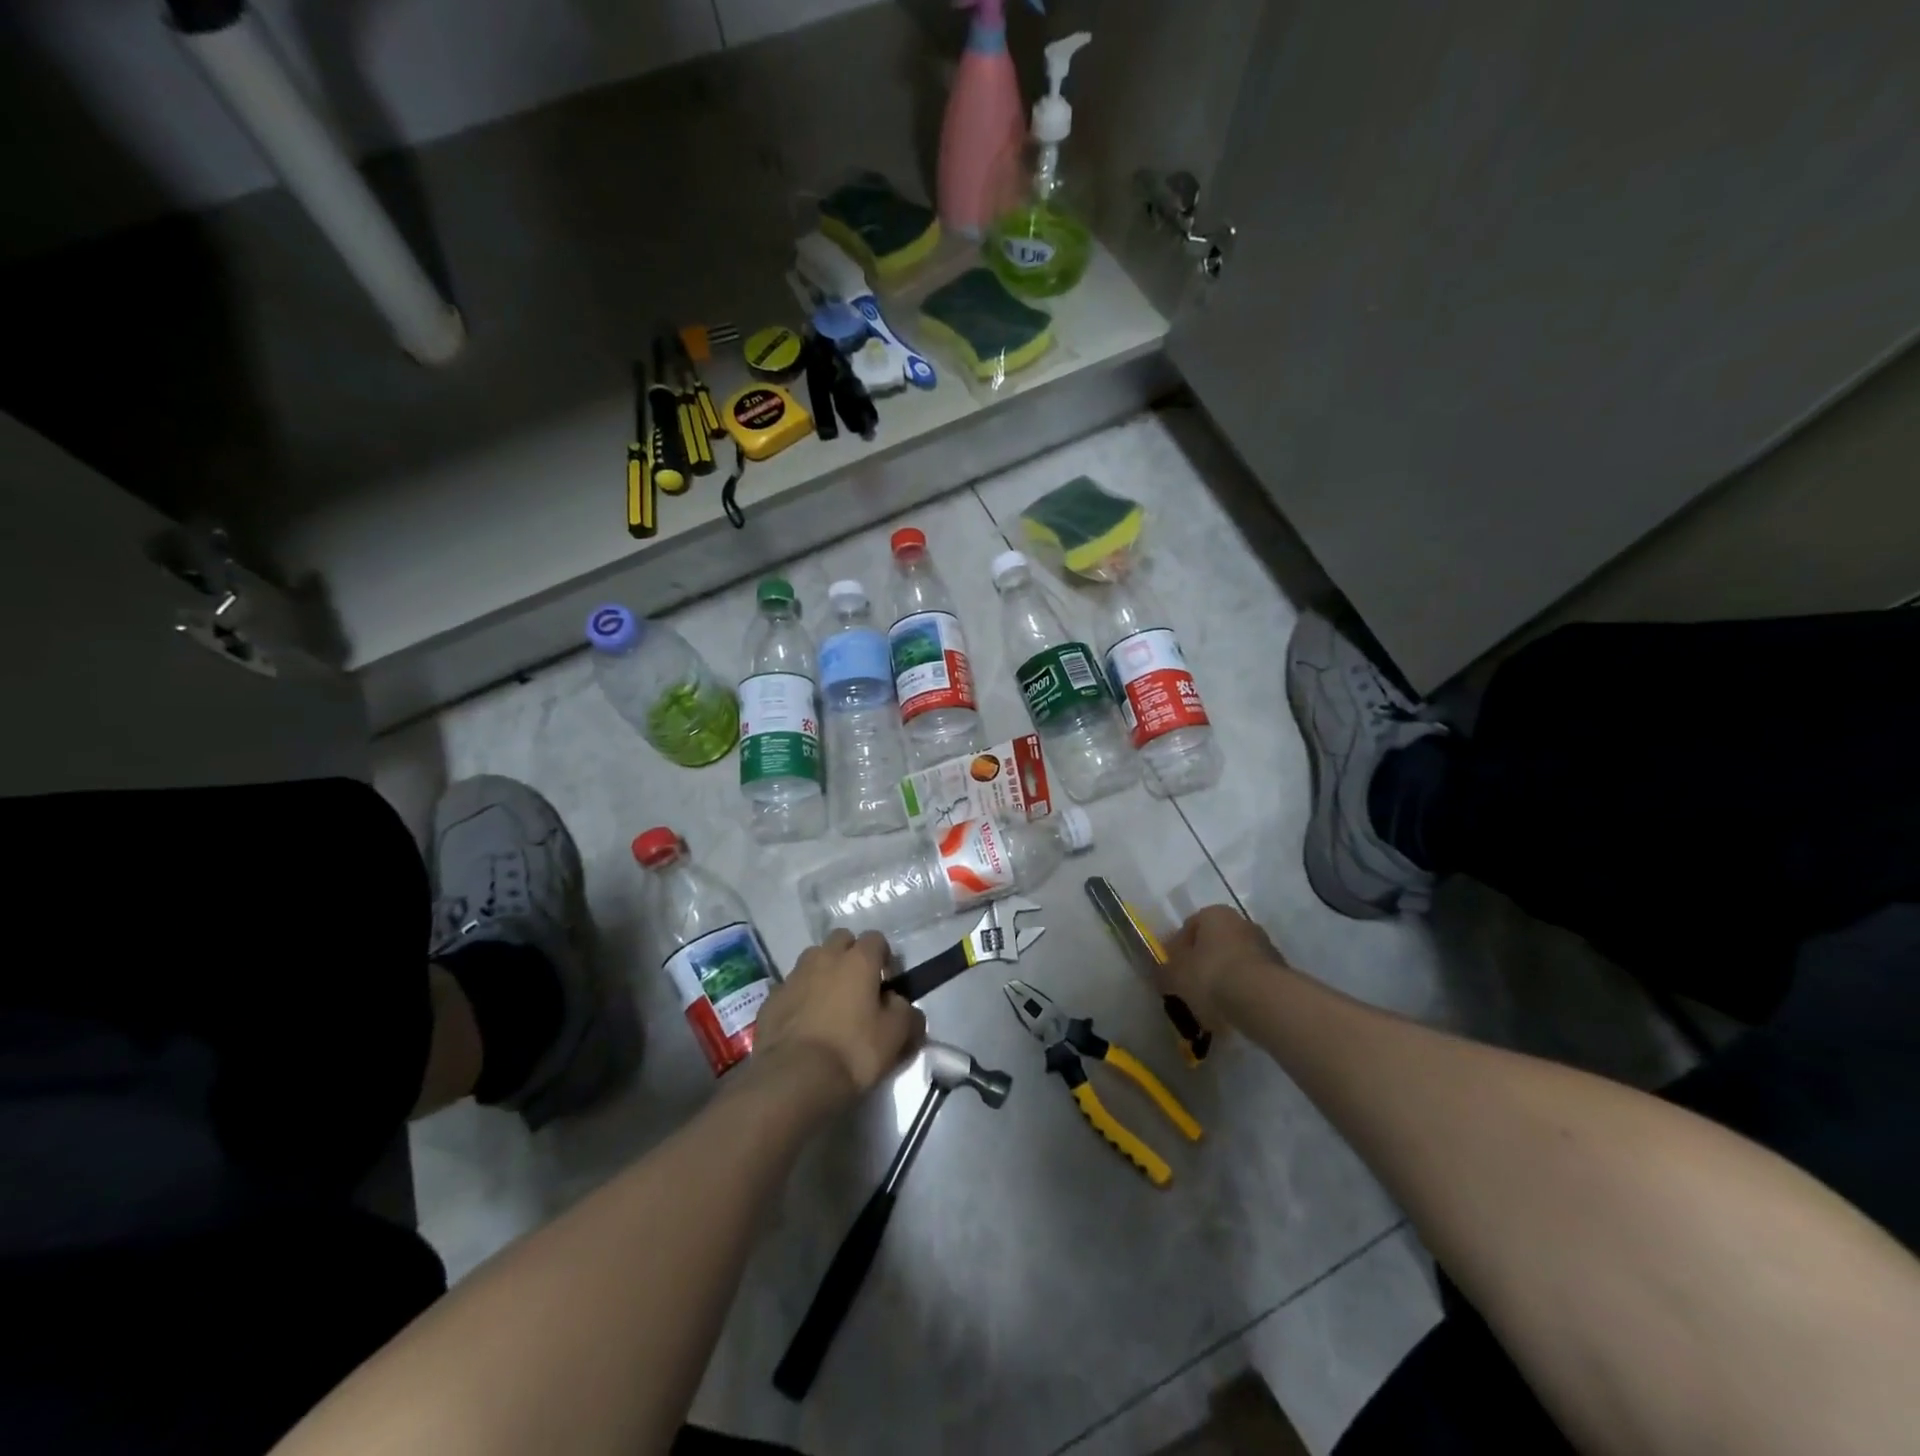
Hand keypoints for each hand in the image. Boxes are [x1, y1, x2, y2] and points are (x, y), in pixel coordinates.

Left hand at [752, 930, 924, 1106]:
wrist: (793, 1078)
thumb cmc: (853, 1051)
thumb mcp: (896, 1036)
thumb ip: (906, 1012)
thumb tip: (899, 1003)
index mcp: (858, 960)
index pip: (876, 938)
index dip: (884, 957)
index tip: (887, 983)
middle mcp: (824, 957)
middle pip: (841, 940)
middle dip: (850, 955)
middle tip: (857, 988)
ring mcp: (794, 976)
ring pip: (812, 960)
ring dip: (823, 973)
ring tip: (828, 1004)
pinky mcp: (771, 998)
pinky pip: (791, 987)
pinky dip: (800, 997)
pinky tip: (804, 1024)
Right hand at [1161, 905, 1287, 1026]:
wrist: (1263, 999)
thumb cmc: (1211, 976)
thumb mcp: (1174, 975)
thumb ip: (1165, 972)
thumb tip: (1163, 974)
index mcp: (1214, 914)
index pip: (1189, 926)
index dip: (1177, 949)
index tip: (1172, 971)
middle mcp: (1241, 922)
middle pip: (1215, 942)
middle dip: (1203, 962)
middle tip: (1191, 987)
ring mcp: (1264, 945)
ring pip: (1235, 961)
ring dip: (1224, 977)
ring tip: (1213, 1005)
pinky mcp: (1280, 971)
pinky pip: (1252, 979)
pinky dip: (1242, 991)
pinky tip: (1233, 1011)